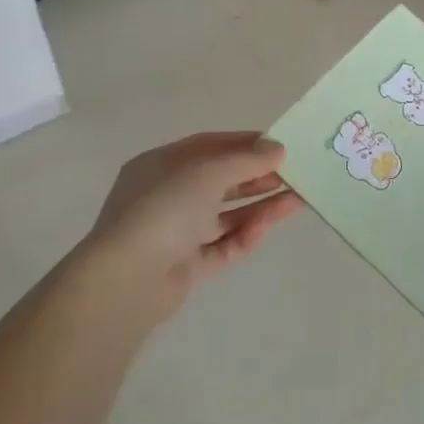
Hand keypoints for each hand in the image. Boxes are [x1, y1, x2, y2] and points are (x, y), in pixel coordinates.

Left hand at [85, 132, 305, 322]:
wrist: (126, 280)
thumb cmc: (163, 209)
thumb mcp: (208, 172)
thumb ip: (246, 160)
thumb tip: (278, 149)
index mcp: (160, 166)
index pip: (207, 146)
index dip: (243, 143)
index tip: (277, 145)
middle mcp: (166, 196)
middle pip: (220, 182)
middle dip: (256, 176)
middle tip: (293, 173)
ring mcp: (175, 233)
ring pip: (225, 215)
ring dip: (260, 206)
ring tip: (297, 200)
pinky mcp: (186, 266)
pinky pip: (222, 246)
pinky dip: (244, 236)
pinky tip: (266, 228)